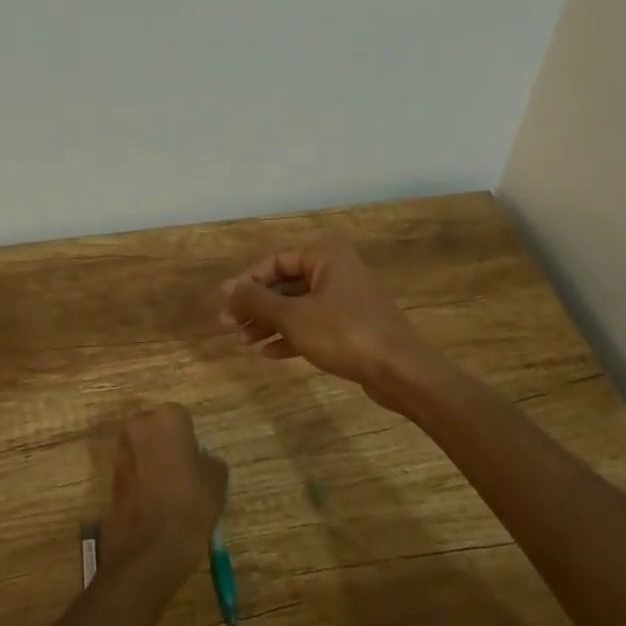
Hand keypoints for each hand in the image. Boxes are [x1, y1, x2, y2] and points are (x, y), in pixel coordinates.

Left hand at [100, 404, 227, 579]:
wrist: (149, 548)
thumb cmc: (189, 505)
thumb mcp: (216, 482)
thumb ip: (209, 462)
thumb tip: (201, 461)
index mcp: (168, 418)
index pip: (182, 420)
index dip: (190, 441)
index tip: (196, 462)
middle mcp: (139, 425)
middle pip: (156, 429)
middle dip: (166, 445)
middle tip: (182, 473)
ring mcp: (121, 450)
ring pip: (142, 449)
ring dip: (152, 462)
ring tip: (169, 491)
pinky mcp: (110, 475)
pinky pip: (132, 469)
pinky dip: (141, 479)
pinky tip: (154, 502)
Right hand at [219, 235, 435, 407]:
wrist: (400, 370)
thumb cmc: (343, 333)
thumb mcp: (293, 316)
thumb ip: (256, 300)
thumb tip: (227, 288)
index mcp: (325, 255)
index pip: (274, 261)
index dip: (246, 283)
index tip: (225, 305)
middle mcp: (336, 269)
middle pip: (285, 284)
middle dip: (256, 306)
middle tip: (230, 326)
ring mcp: (346, 299)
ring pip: (298, 306)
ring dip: (270, 323)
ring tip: (245, 342)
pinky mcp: (352, 325)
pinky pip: (313, 324)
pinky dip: (291, 335)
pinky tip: (270, 353)